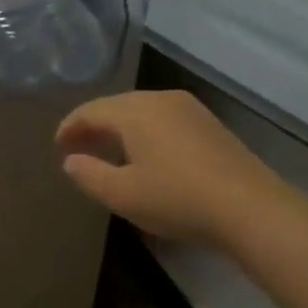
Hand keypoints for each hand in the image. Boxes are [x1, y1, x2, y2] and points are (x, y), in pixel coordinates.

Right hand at [56, 90, 285, 247]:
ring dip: (119, 127)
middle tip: (77, 147)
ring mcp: (190, 109)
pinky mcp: (209, 124)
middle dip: (93, 124)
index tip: (57, 145)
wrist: (250, 208)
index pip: (91, 110)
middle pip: (117, 105)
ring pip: (142, 110)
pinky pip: (163, 119)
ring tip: (106, 150)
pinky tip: (144, 153)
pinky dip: (144, 131)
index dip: (70, 126)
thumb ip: (89, 175)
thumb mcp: (122, 194)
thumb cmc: (177, 199)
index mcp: (135, 111)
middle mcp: (161, 99)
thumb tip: (71, 160)